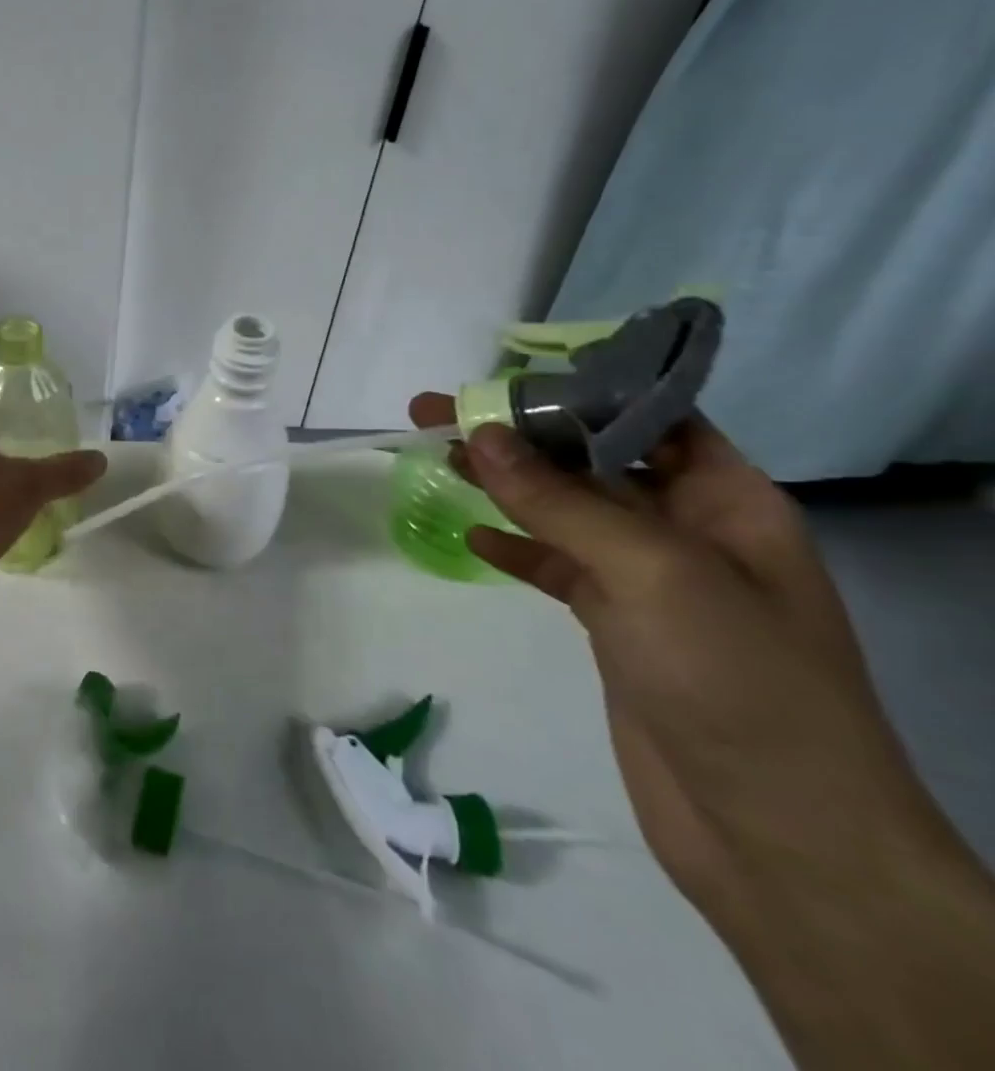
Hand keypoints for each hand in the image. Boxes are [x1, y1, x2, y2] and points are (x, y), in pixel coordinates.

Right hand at [408, 395, 966, 912]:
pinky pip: (554, 566)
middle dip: (519, 433)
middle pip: (591, 459)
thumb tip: (481, 434)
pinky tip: (470, 536)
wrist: (777, 836)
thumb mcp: (651, 572)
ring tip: (437, 456)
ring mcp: (649, 580)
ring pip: (564, 510)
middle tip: (437, 412)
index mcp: (726, 500)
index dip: (576, 391)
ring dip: (504, 483)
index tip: (499, 378)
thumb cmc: (736, 681)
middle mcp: (688, 529)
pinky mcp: (614, 625)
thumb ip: (560, 500)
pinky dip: (512, 546)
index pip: (648, 417)